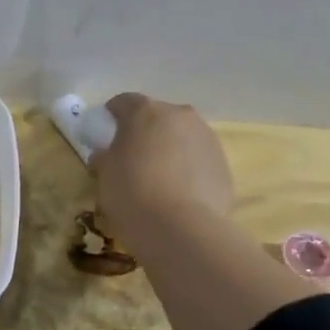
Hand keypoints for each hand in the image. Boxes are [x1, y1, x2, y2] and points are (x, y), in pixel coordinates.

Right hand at [89, 93, 235, 243]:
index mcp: (146, 112)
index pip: (124, 102)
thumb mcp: (104, 174)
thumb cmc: (131, 192)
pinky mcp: (224, 166)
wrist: (180, 228)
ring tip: (158, 179)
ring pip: (183, 137)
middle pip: (158, 117)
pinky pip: (199, 161)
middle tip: (132, 157)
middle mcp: (180, 116)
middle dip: (145, 132)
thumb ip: (105, 156)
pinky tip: (178, 194)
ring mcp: (207, 139)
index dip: (112, 116)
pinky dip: (188, 170)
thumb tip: (106, 155)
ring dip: (170, 149)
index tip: (104, 134)